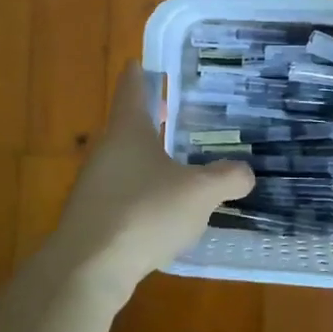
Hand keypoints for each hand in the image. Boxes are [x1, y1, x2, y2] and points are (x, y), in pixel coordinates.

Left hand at [49, 63, 255, 295]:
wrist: (88, 268)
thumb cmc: (144, 213)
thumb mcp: (200, 193)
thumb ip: (227, 178)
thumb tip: (245, 173)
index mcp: (128, 130)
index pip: (132, 88)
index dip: (140, 74)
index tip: (144, 63)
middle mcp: (106, 151)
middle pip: (129, 126)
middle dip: (153, 121)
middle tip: (180, 115)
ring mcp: (94, 185)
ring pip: (125, 162)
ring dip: (148, 161)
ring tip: (179, 167)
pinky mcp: (92, 217)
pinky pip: (122, 195)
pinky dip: (142, 194)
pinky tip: (162, 214)